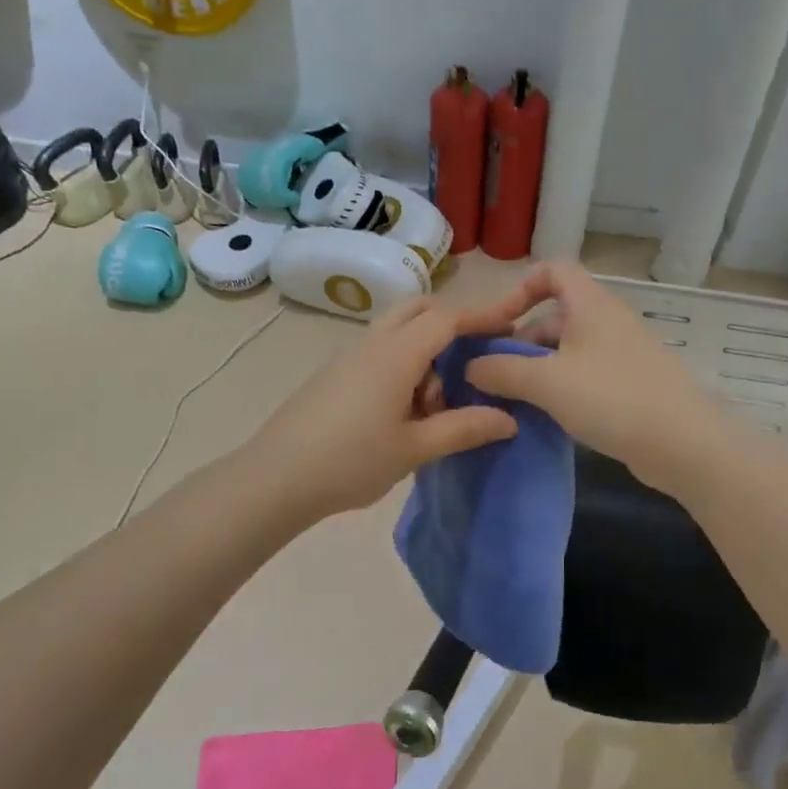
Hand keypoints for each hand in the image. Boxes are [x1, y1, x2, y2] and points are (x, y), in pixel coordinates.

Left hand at [248, 298, 519, 521]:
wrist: (275, 477)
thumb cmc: (351, 461)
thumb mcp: (414, 449)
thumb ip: (463, 429)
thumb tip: (508, 419)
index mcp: (396, 354)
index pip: (446, 318)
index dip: (482, 317)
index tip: (511, 326)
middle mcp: (372, 343)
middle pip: (418, 311)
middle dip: (451, 323)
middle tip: (474, 358)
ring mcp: (349, 357)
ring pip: (397, 332)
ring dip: (425, 351)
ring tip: (436, 405)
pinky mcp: (334, 374)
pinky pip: (379, 353)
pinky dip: (403, 365)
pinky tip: (404, 412)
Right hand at [462, 261, 734, 491]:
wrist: (684, 444)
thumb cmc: (612, 398)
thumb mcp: (547, 382)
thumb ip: (502, 370)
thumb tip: (471, 367)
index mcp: (591, 305)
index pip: (553, 270)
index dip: (521, 288)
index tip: (499, 324)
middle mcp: (608, 321)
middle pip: (555, 316)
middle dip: (521, 342)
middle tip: (496, 377)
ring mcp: (622, 354)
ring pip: (568, 350)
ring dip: (538, 370)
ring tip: (515, 402)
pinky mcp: (630, 385)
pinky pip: (585, 376)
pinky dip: (562, 389)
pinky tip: (547, 417)